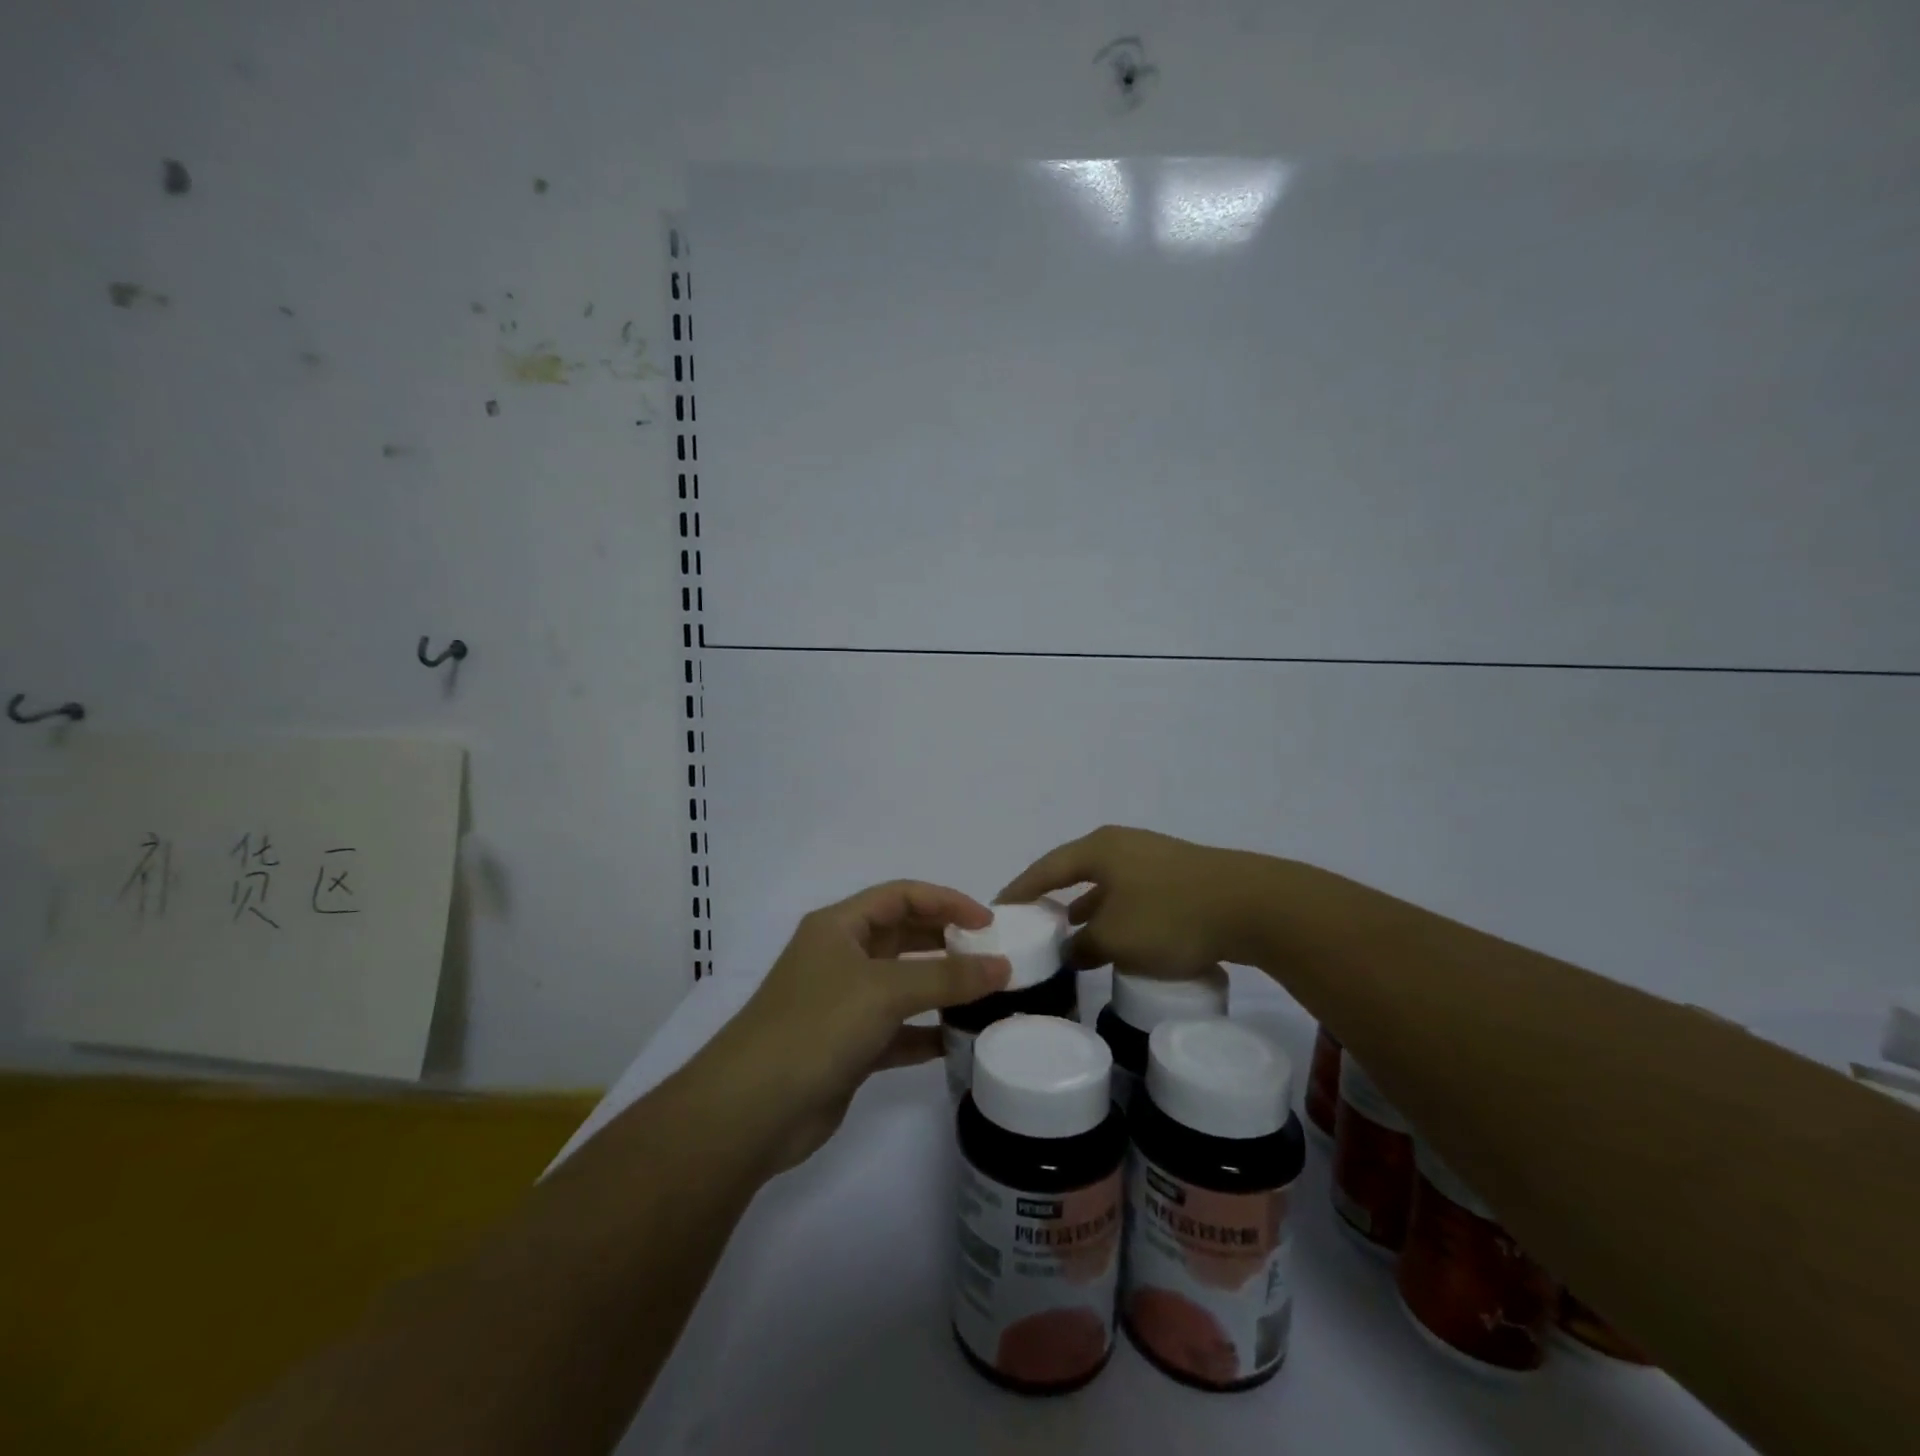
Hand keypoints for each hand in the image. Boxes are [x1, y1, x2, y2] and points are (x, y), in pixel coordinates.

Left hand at [707, 881, 1010, 1170]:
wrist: (753, 1109)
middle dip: (947, 942)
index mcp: (840, 926)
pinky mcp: (849, 1046)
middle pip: (904, 936)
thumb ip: (947, 977)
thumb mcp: (885, 990)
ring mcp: (844, 1003)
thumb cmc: (817, 1026)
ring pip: (904, 984)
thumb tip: (1003, 966)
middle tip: (993, 957)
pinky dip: (927, 1032)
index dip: (946, 901)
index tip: (989, 923)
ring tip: (988, 996)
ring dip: (942, 989)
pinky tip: (959, 1041)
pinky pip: (898, 1030)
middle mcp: (841, 957)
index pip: (902, 896)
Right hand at [998, 825, 1254, 973]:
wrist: (1253, 906)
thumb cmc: (1171, 916)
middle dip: (1052, 900)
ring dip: (1086, 911)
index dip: (1019, 891)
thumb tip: (1070, 951)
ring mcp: (1153, 858)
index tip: (998, 911)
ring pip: (1105, 886)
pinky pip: (1131, 895)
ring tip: (1068, 937)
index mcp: (1099, 848)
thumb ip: (1083, 946)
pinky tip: (1118, 940)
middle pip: (1074, 872)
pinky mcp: (1179, 877)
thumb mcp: (1116, 939)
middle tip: (1031, 925)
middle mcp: (1122, 845)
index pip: (1045, 869)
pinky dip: (1115, 916)